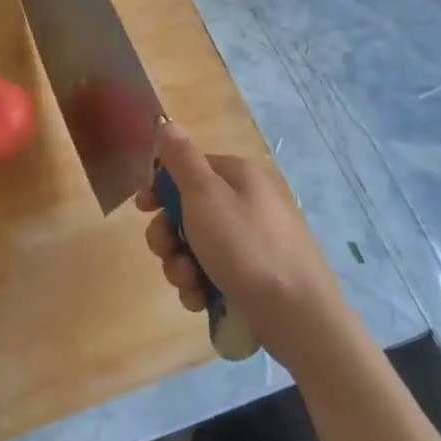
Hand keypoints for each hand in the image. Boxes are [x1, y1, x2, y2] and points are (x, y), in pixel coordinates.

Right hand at [139, 123, 342, 361]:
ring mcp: (253, 242)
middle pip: (189, 209)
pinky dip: (201, 285)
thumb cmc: (245, 248)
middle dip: (169, 234)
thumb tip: (169, 123)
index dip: (161, 186)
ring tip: (188, 283)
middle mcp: (248, 203)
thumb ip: (182, 160)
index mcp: (239, 176)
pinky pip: (214, 273)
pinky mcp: (255, 277)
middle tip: (165, 251)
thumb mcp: (205, 196)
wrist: (298, 317)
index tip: (142, 208)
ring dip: (181, 264)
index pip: (189, 168)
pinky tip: (201, 300)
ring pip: (197, 245)